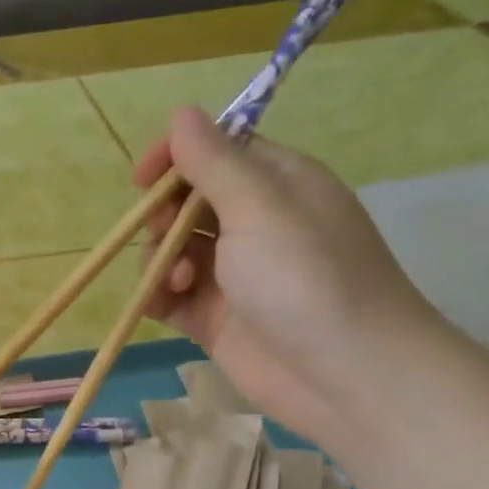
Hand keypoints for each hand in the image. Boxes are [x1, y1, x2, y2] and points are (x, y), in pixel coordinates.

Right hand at [135, 106, 443, 447]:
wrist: (345, 375)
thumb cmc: (307, 278)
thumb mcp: (259, 207)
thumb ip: (214, 162)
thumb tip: (181, 113)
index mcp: (277, 184)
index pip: (217, 151)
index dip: (177, 158)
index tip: (143, 177)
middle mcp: (255, 224)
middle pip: (188, 202)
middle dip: (165, 216)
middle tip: (166, 235)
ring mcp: (234, 274)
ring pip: (173, 250)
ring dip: (161, 260)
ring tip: (180, 281)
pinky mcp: (215, 318)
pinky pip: (171, 295)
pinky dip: (158, 295)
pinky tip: (160, 304)